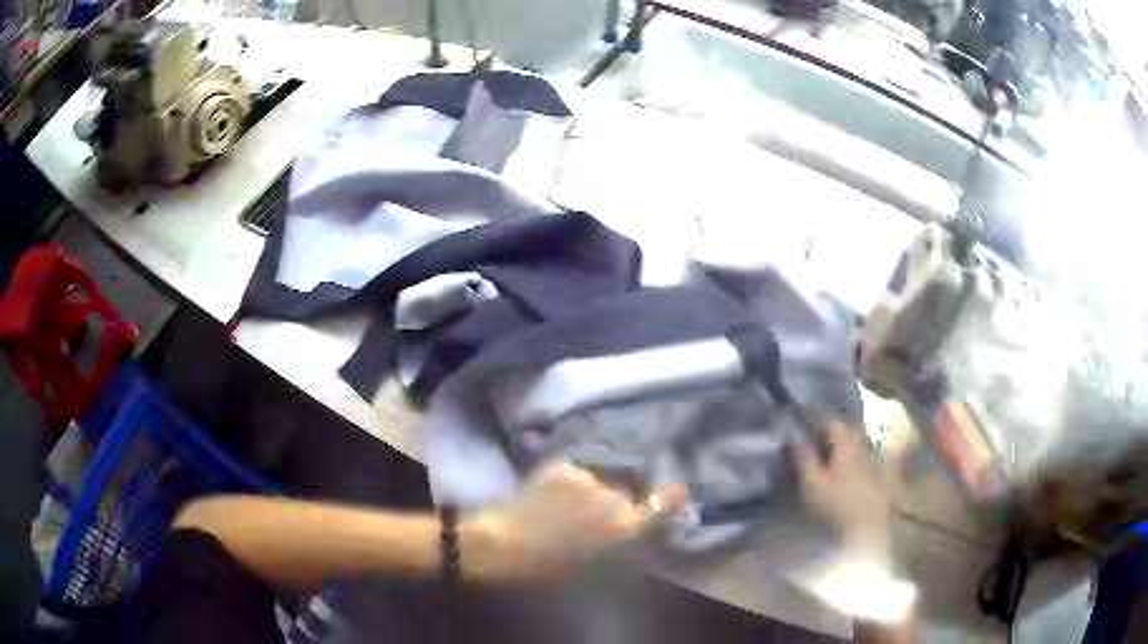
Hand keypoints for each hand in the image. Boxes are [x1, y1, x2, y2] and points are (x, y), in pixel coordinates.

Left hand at [462, 462, 688, 581]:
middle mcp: (613, 499)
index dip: (670, 498)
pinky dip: (569, 484)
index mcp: (623, 529)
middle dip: (616, 501)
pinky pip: (575, 475)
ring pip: (600, 481)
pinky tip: (549, 497)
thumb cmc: (548, 567)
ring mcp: (588, 479)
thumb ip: (619, 544)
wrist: (503, 544)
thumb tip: (631, 527)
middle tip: (590, 516)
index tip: (679, 489)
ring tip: (565, 506)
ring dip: (591, 491)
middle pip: (625, 493)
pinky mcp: (565, 468)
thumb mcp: (592, 565)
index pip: (660, 507)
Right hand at [795, 422, 892, 568]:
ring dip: (843, 456)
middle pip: (848, 435)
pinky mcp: (880, 484)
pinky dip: (853, 471)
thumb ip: (802, 457)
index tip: (803, 440)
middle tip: (814, 454)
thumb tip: (795, 437)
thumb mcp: (810, 483)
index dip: (816, 427)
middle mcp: (864, 449)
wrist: (866, 534)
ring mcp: (875, 466)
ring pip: (857, 451)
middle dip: (831, 440)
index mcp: (847, 445)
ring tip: (828, 471)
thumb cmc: (834, 506)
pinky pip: (865, 468)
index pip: (833, 423)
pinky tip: (845, 486)